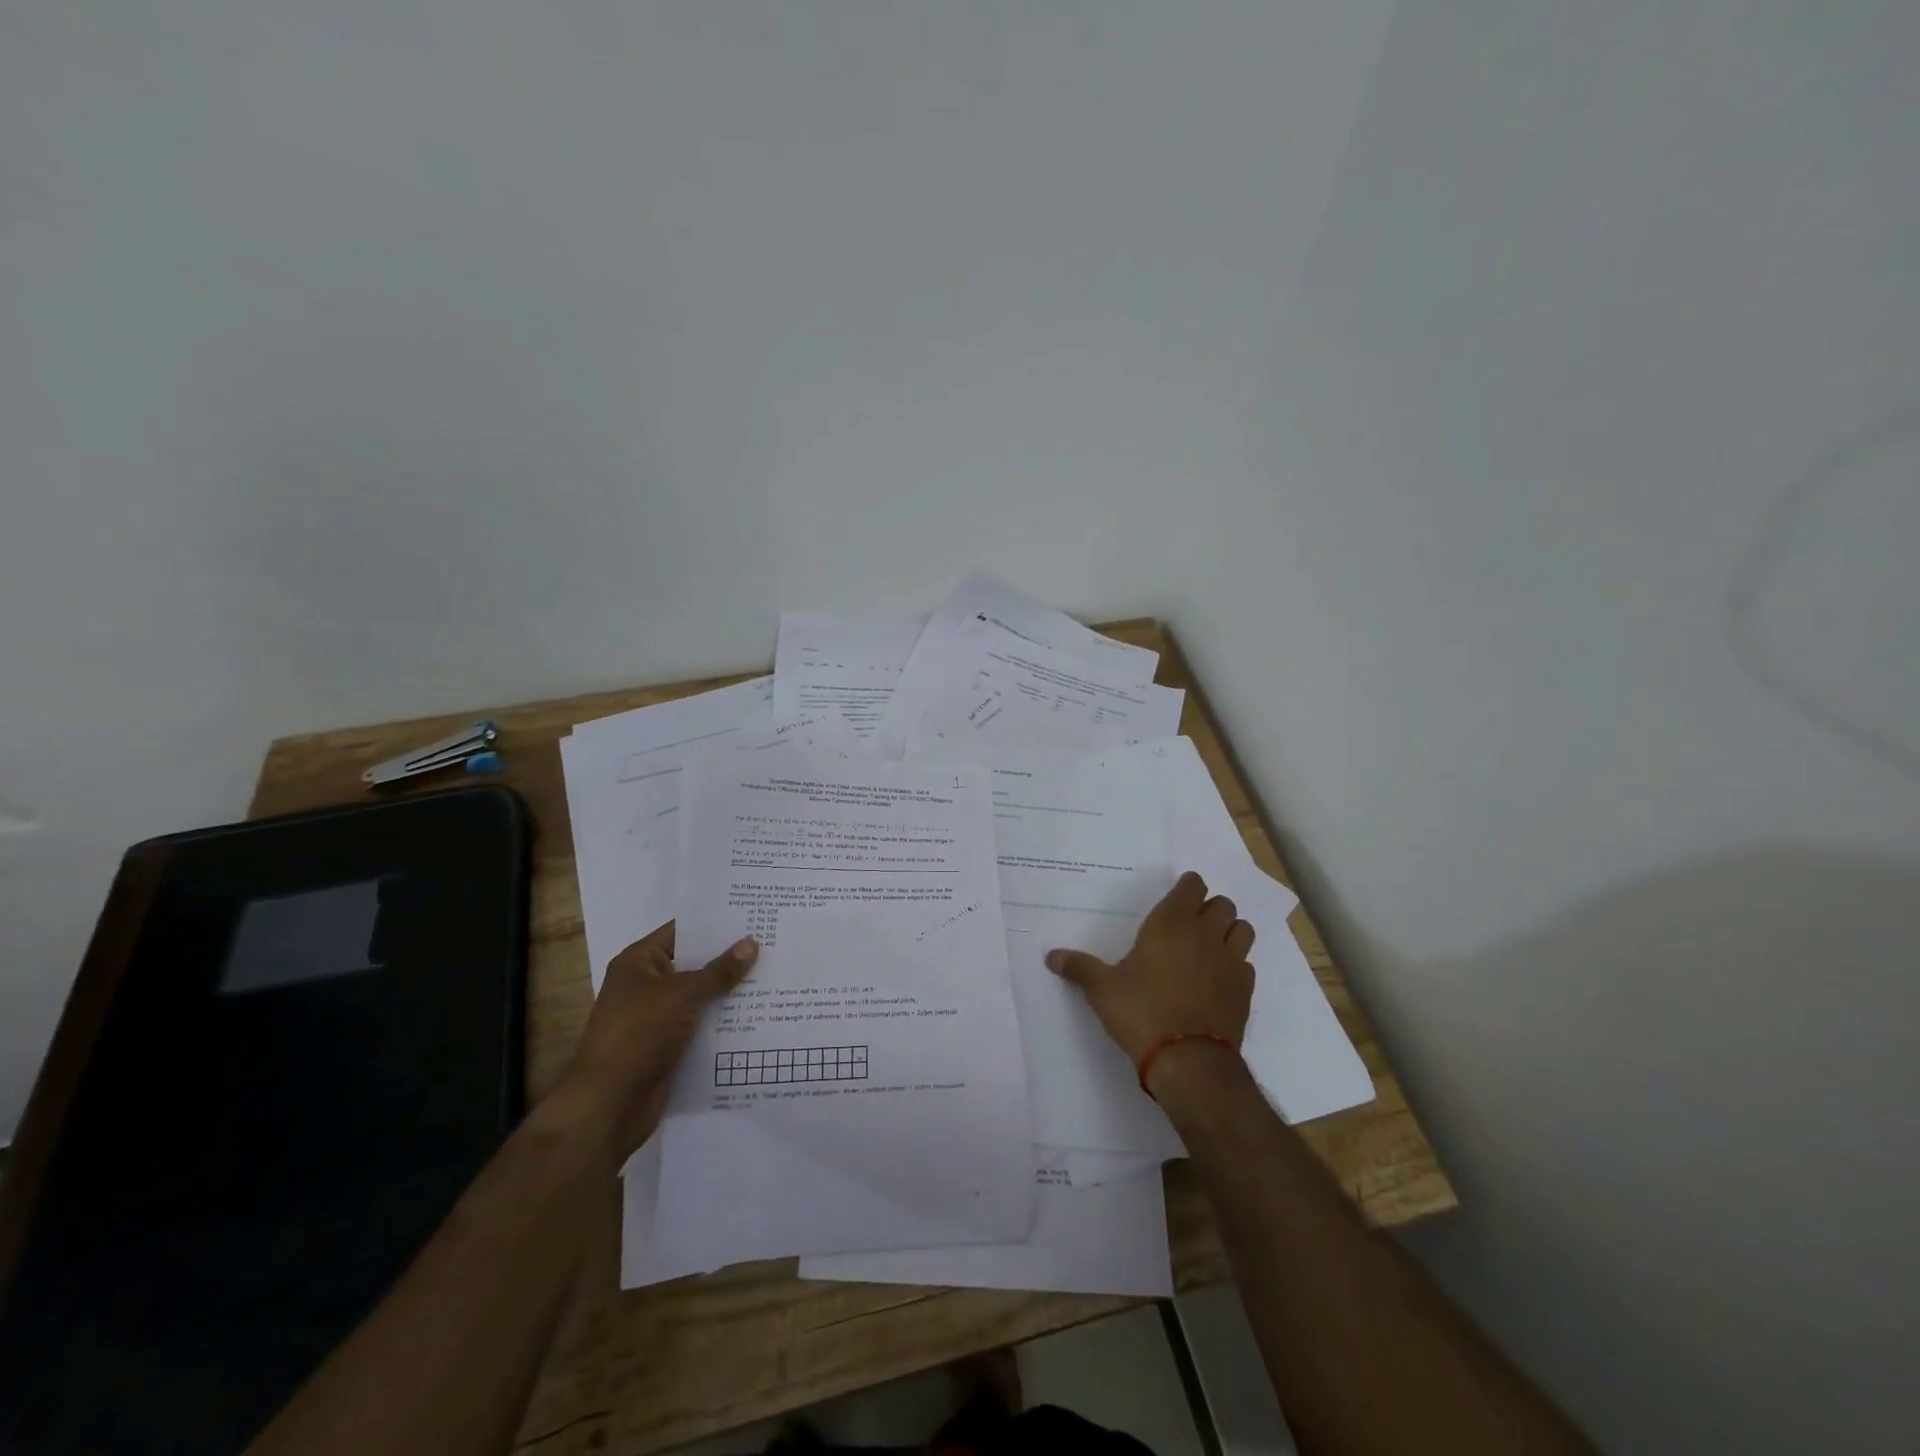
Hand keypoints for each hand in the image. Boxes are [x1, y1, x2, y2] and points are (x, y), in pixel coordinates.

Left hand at [549, 922, 757, 1166]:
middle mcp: (646, 985)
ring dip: (730, 992)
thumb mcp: (683, 995)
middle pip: (694, 964)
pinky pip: (701, 1024)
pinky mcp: (668, 1046)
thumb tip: (752, 943)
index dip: (715, 925)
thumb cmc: (639, 1034)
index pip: (682, 932)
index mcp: (639, 963)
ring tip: (774, 977)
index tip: (752, 916)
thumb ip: (719, 971)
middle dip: (729, 958)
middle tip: (772, 944)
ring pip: (701, 997)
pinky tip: (758, 1014)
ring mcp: (657, 1017)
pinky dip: (724, 1021)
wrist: (609, 1105)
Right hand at [1046, 871, 1254, 1072]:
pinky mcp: (1245, 990)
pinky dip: (1236, 965)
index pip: (1193, 886)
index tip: (1177, 898)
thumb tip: (1051, 957)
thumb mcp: (1102, 990)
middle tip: (1189, 924)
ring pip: (1242, 929)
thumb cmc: (1141, 1013)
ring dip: (1229, 932)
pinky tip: (1218, 980)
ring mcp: (1231, 962)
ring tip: (1210, 946)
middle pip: (1223, 904)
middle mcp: (1205, 935)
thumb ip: (1079, 968)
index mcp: (1171, 924)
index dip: (1187, 888)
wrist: (1188, 1061)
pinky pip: (1246, 964)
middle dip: (1209, 909)